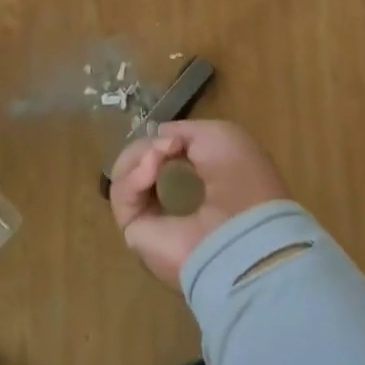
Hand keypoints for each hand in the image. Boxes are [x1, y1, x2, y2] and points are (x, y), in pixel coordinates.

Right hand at [109, 120, 287, 289]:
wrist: (242, 229)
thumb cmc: (240, 180)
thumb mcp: (219, 136)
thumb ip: (184, 131)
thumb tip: (157, 137)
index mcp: (200, 185)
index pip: (164, 158)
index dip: (162, 141)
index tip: (173, 138)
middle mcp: (175, 204)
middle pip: (140, 165)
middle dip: (147, 147)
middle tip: (167, 146)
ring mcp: (153, 220)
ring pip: (126, 177)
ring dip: (140, 157)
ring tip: (159, 155)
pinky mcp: (134, 233)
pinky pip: (122, 196)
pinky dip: (133, 176)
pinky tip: (152, 168)